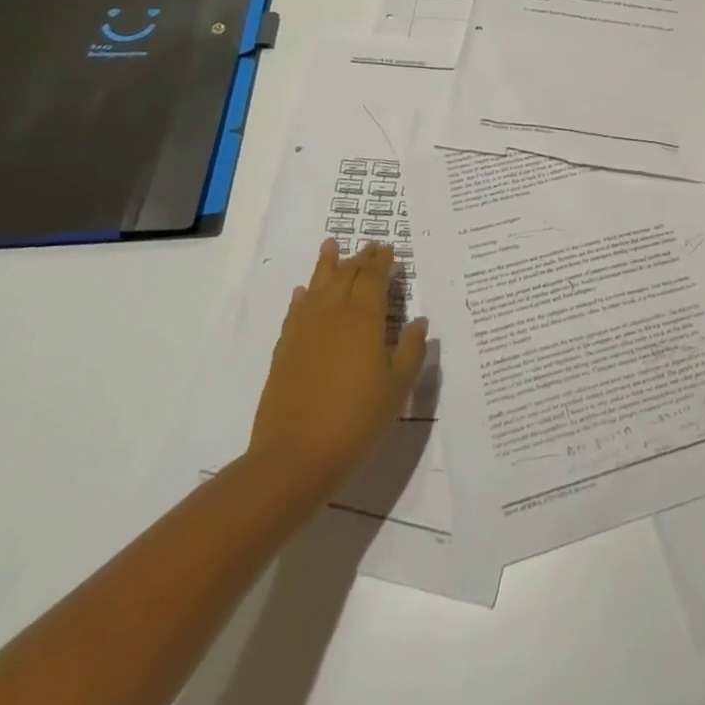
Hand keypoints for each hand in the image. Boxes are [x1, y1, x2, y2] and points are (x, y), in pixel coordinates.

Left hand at [247, 240, 428, 505]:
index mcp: (363, 319)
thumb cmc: (356, 420)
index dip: (382, 262)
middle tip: (370, 246)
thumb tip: (420, 321)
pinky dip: (302, 297)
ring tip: (330, 245)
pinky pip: (295, 312)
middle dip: (360, 259)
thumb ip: (410, 350)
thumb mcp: (397, 388)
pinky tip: (303, 293)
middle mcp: (332, 315)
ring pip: (317, 286)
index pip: (373, 278)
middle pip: (346, 276)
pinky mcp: (284, 351)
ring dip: (326, 265)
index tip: (389, 250)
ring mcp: (304, 331)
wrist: (294, 458)